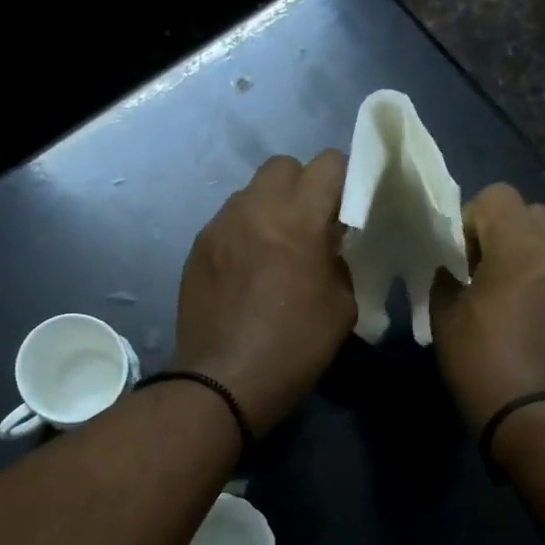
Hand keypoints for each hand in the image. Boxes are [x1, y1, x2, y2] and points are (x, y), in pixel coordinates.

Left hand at [171, 152, 356, 432]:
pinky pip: (228, 221)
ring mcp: (219, 225)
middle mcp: (254, 209)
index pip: (328, 163)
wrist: (222, 382)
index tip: (347, 208)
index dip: (344, 179)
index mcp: (298, 220)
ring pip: (251, 191)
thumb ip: (339, 261)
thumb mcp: (341, 307)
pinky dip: (244, 231)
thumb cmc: (293, 348)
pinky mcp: (197, 246)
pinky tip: (247, 268)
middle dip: (303, 185)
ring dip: (270, 207)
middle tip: (311, 223)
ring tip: (276, 245)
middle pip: (283, 166)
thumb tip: (328, 246)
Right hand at [429, 183, 544, 430]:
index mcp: (523, 248)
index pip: (498, 196)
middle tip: (487, 273)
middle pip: (534, 213)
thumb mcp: (446, 320)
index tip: (462, 257)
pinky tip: (542, 321)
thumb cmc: (485, 367)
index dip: (471, 219)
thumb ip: (446, 279)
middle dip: (506, 232)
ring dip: (534, 256)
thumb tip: (454, 269)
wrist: (542, 423)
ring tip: (517, 297)